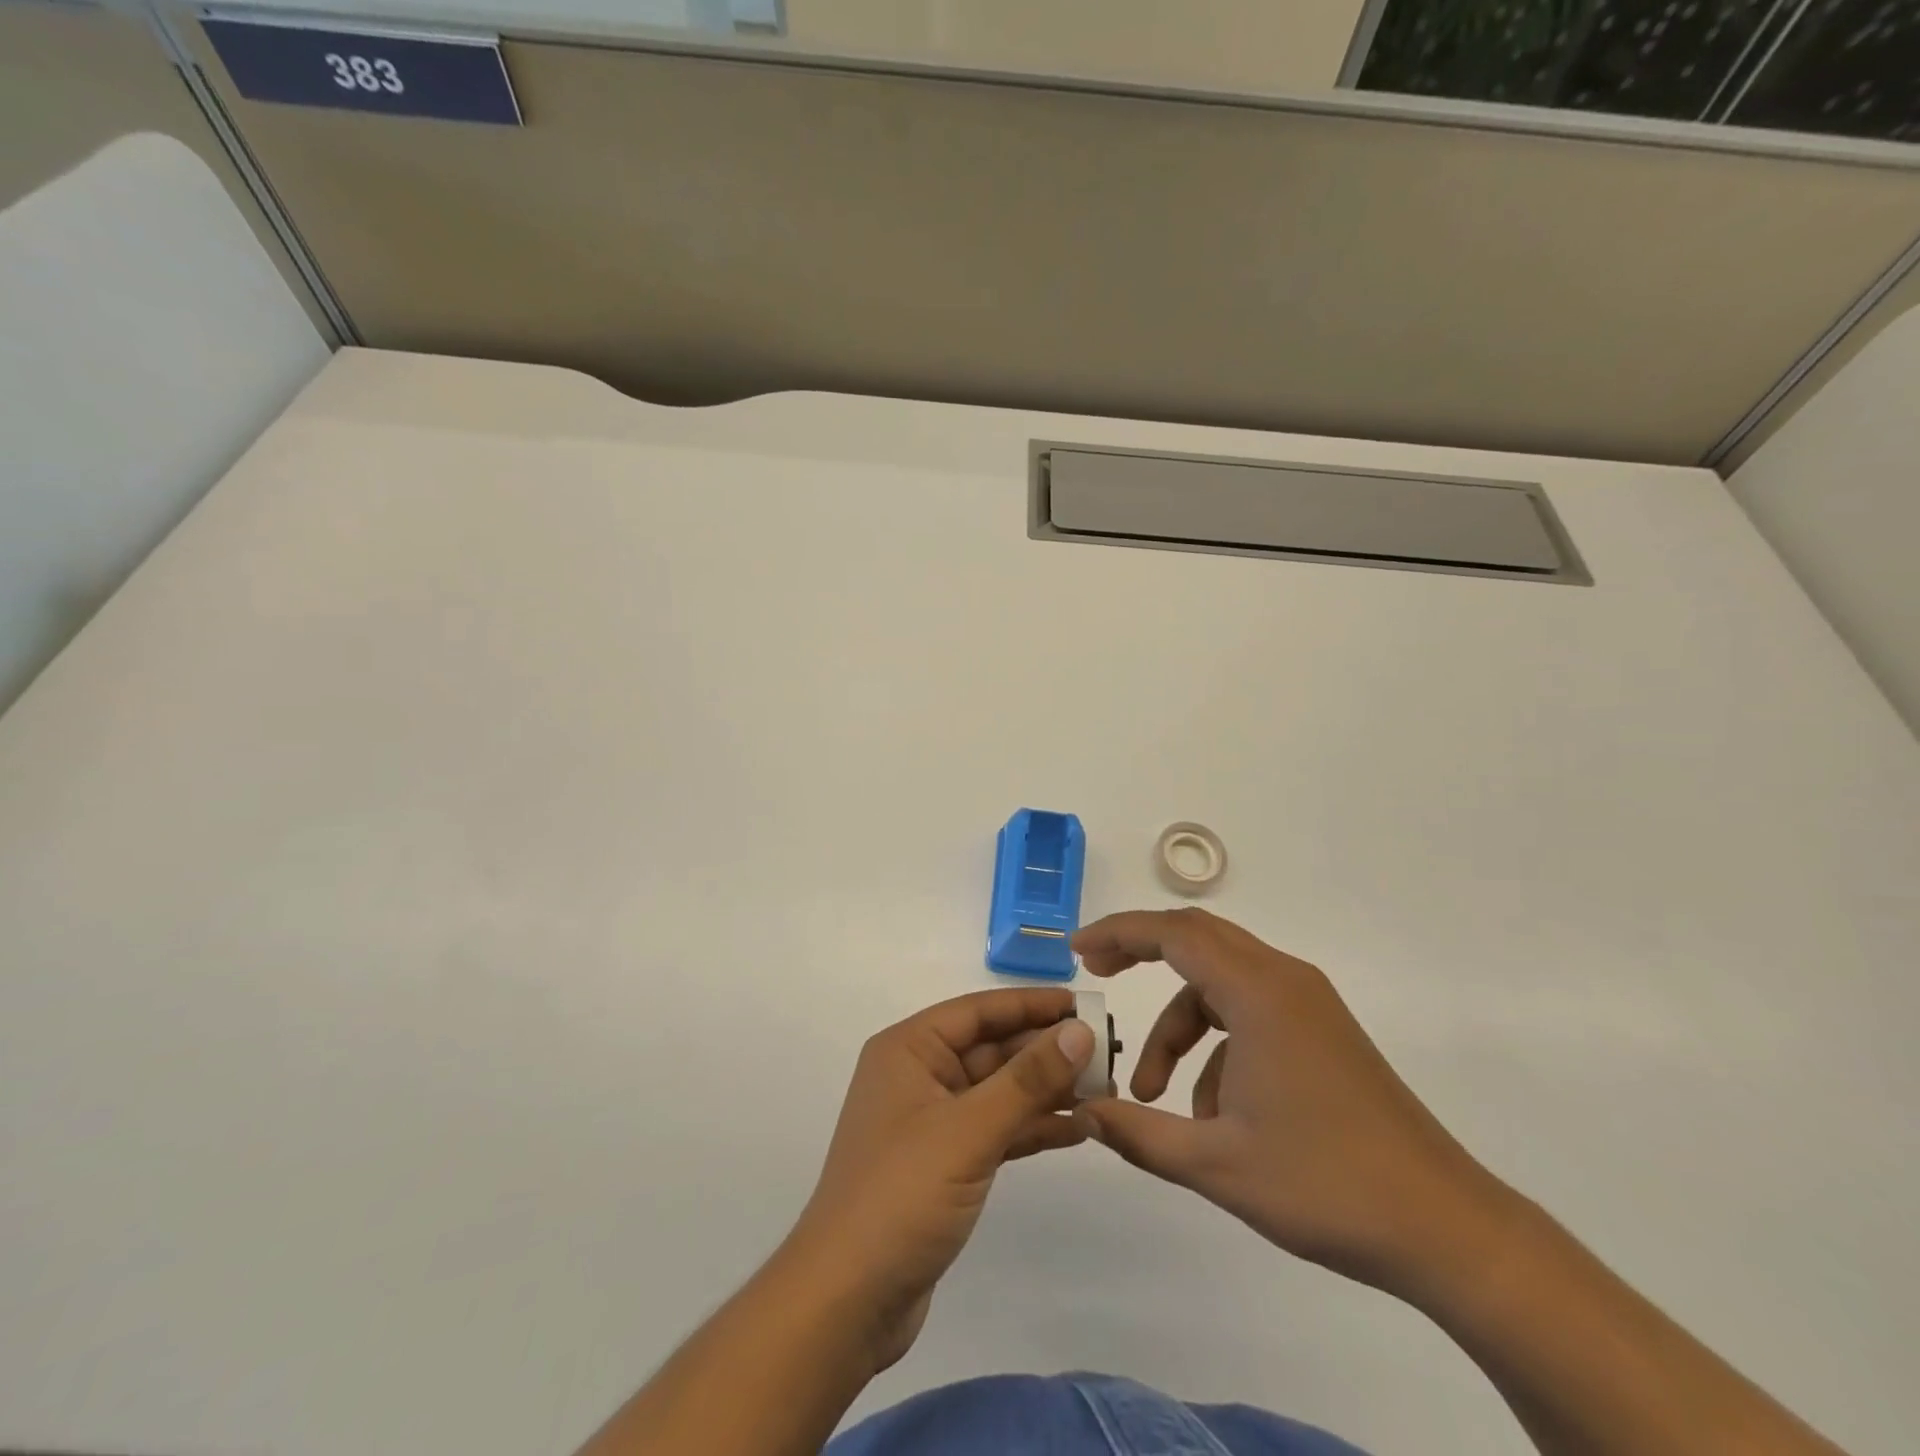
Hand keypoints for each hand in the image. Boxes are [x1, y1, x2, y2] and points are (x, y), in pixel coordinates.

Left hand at [782, 988, 1095, 1372]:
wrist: (847, 1301)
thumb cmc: (901, 1195)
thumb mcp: (969, 1130)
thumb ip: (1027, 1079)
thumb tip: (1078, 1031)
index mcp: (909, 1050)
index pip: (978, 1011)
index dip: (1030, 1004)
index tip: (1083, 1004)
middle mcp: (918, 1075)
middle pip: (991, 1049)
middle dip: (1045, 1051)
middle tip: (1106, 1053)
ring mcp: (931, 1121)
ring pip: (998, 1091)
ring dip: (1045, 1091)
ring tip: (1104, 1091)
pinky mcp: (944, 1163)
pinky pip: (996, 1129)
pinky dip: (1032, 1127)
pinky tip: (1077, 1130)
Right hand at [1071, 909, 1514, 1298]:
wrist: (1446, 1228)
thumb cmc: (1325, 1185)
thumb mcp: (1215, 1165)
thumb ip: (1139, 1134)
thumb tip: (1084, 1112)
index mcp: (1258, 993)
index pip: (1173, 933)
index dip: (1119, 933)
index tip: (1078, 951)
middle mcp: (1284, 980)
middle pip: (1197, 940)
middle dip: (1141, 953)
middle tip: (1097, 974)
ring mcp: (1308, 1004)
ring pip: (1220, 984)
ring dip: (1179, 1025)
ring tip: (1157, 1097)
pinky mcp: (1322, 1031)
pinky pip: (1250, 1012)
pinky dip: (1216, 1045)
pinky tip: (1213, 1113)